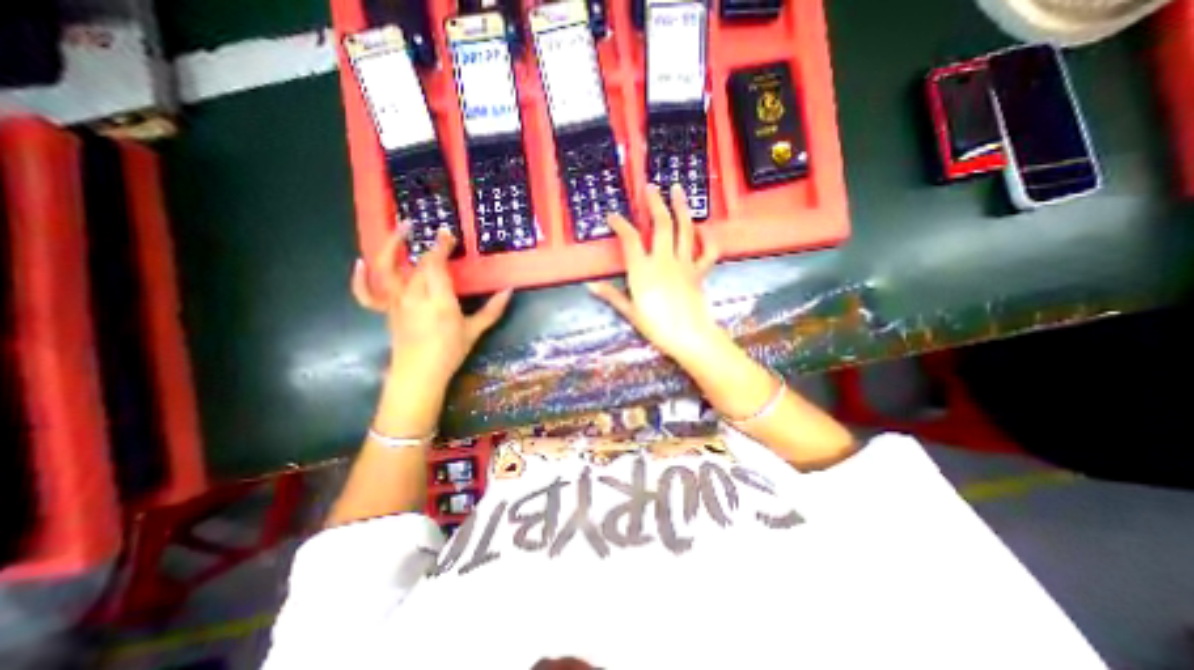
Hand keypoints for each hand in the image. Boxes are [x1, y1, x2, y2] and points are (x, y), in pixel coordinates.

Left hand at [347, 226, 510, 383]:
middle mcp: (414, 295)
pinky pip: (367, 293)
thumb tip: (509, 290)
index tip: (448, 234)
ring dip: (391, 245)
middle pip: (419, 264)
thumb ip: (493, 309)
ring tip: (402, 229)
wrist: (419, 375)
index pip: (436, 264)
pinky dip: (359, 278)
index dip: (441, 246)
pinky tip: (360, 262)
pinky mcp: (386, 310)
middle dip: (431, 248)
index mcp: (439, 300)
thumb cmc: (449, 352)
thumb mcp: (475, 330)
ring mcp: (396, 302)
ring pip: (389, 269)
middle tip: (441, 237)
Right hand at [585, 184, 718, 359]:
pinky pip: (708, 251)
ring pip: (684, 229)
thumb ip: (611, 295)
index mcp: (643, 269)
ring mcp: (684, 263)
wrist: (689, 337)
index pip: (629, 238)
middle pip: (660, 224)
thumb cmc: (656, 327)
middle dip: (654, 203)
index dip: (620, 224)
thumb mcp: (630, 312)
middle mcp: (664, 260)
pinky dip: (708, 237)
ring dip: (681, 207)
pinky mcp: (699, 271)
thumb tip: (590, 286)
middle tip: (651, 187)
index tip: (613, 216)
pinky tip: (703, 228)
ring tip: (678, 189)